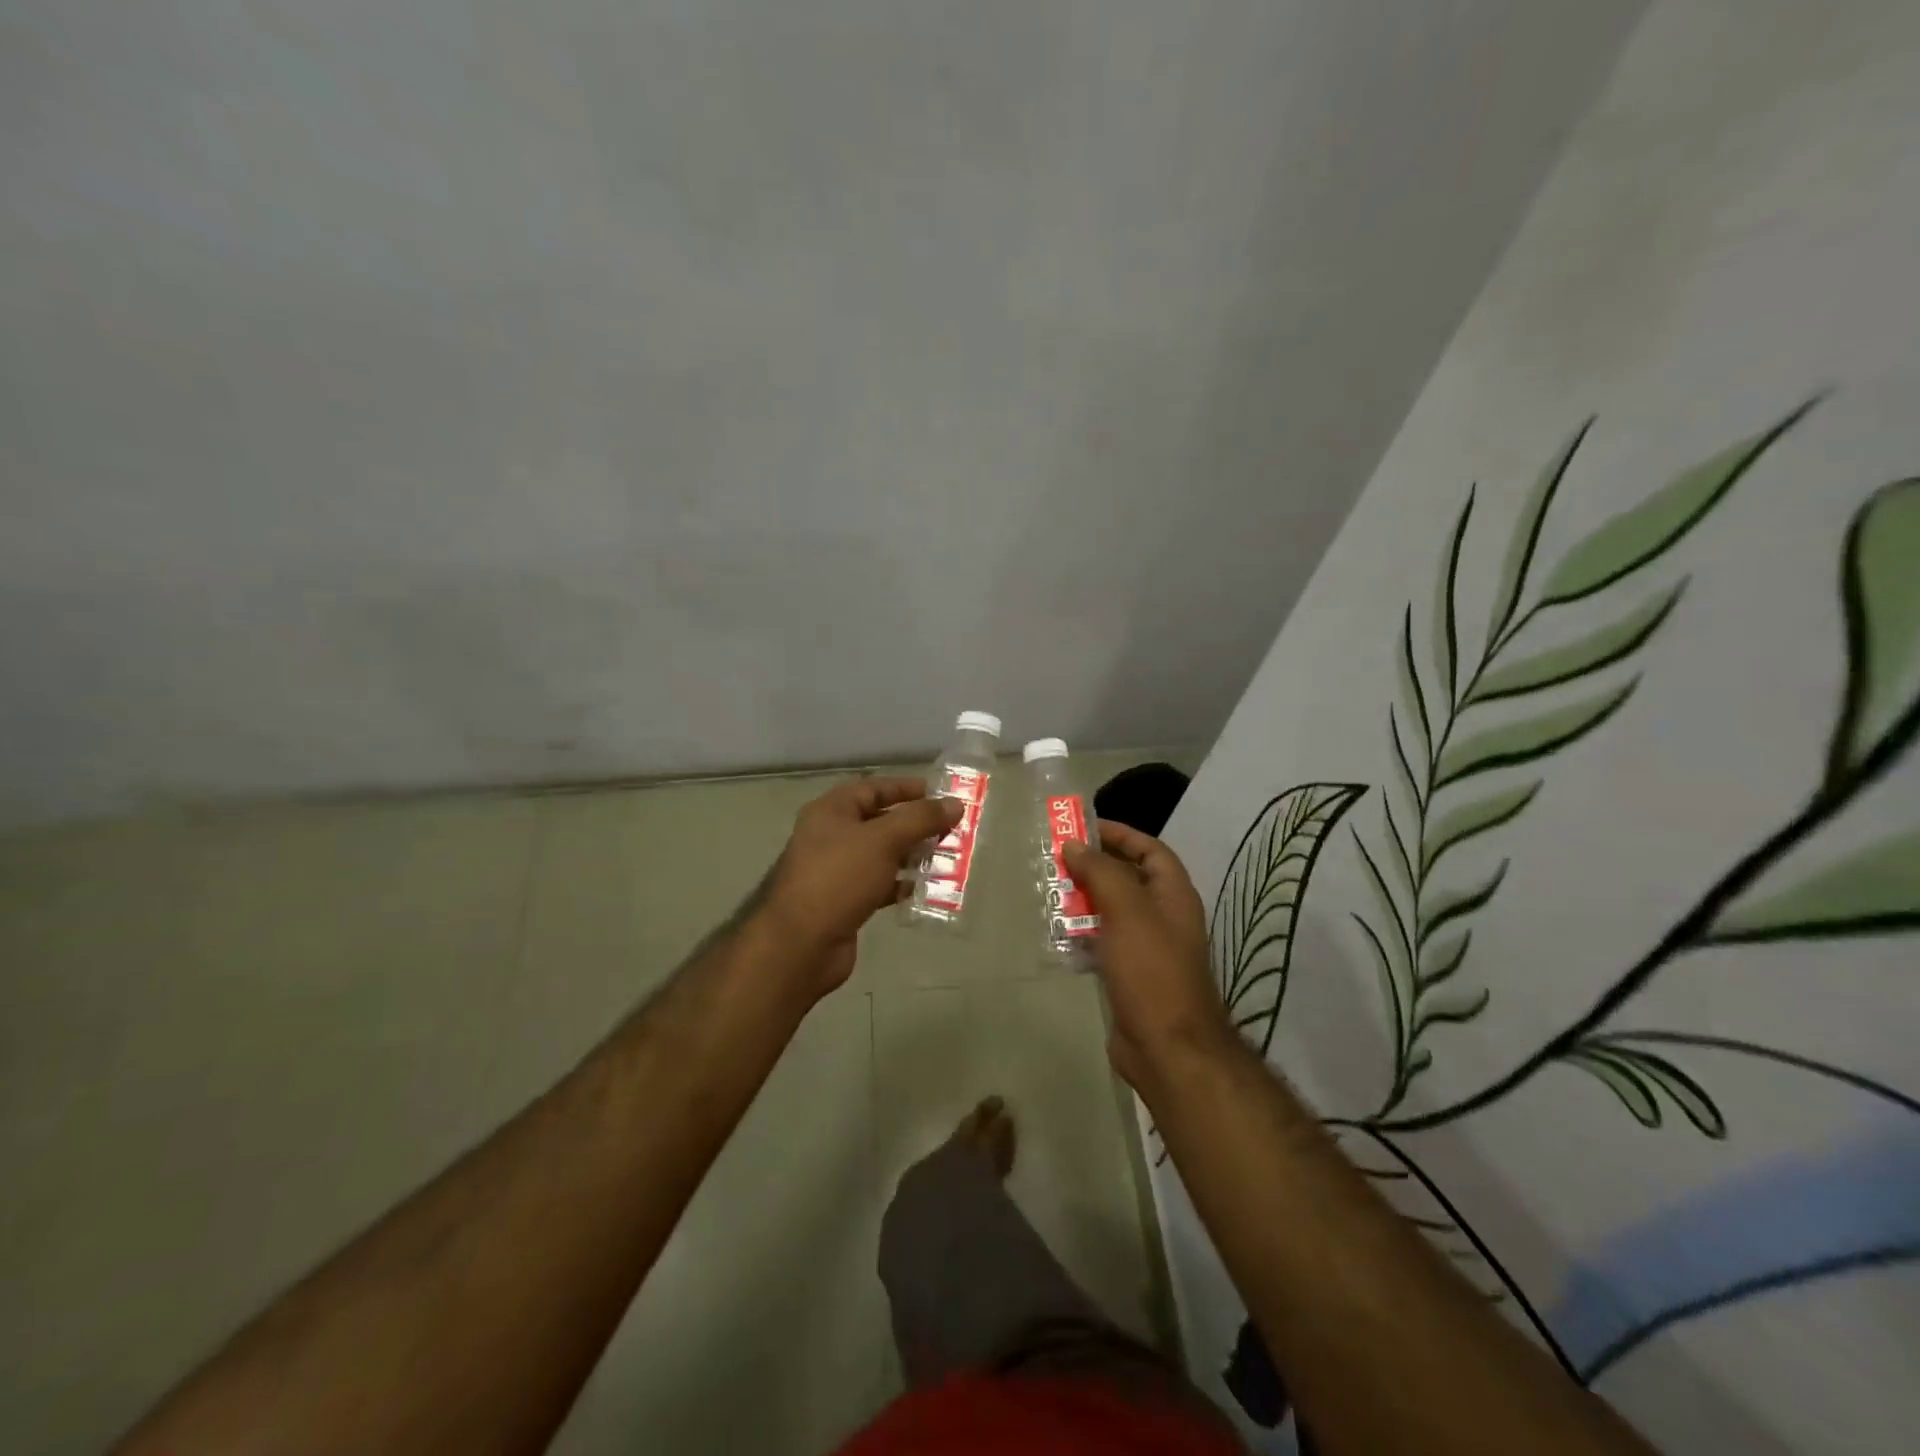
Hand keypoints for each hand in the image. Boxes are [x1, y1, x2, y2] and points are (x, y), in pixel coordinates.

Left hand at [761, 777, 960, 994]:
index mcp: (832, 811)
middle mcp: (832, 836)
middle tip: (953, 829)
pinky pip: (881, 884)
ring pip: (883, 855)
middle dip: (916, 824)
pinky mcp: (846, 901)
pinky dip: (903, 884)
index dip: (907, 788)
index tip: (941, 795)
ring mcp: (838, 871)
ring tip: (948, 858)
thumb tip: (956, 804)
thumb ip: (920, 819)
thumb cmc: (839, 878)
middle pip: (880, 821)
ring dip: (913, 855)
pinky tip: (928, 889)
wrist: (801, 944)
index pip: (874, 788)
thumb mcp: (883, 840)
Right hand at [1063, 823, 1237, 1090]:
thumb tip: (1074, 844)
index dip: (1119, 834)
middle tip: (1056, 858)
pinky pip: (1103, 941)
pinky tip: (1057, 932)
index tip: (1082, 827)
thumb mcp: (1127, 910)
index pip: (1149, 849)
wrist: (1166, 1046)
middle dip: (1093, 865)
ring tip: (1050, 890)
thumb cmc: (1151, 969)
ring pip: (1111, 910)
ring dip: (1083, 899)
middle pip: (1127, 877)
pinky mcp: (1129, 973)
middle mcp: (1163, 915)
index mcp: (1173, 894)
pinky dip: (1082, 932)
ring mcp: (1146, 946)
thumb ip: (1101, 871)